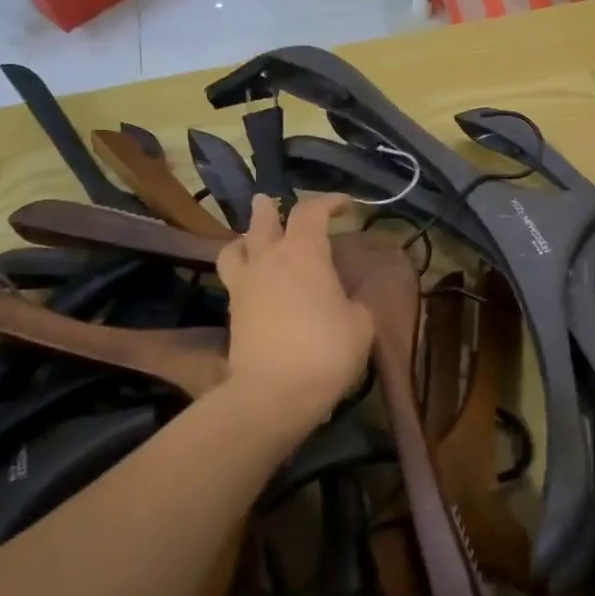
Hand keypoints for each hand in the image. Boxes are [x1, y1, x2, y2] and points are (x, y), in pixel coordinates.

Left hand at [215, 194, 373, 435]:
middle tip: (276, 203)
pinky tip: (254, 280)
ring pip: (236, 246)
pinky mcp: (233, 311)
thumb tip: (359, 291)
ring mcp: (245, 284)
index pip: (311, 212)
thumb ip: (360, 301)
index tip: (346, 206)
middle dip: (271, 208)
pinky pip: (233, 277)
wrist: (273, 393)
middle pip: (263, 220)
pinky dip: (242, 269)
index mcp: (304, 254)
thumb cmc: (325, 351)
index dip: (329, 202)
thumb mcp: (361, 324)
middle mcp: (269, 259)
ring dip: (247, 237)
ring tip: (255, 241)